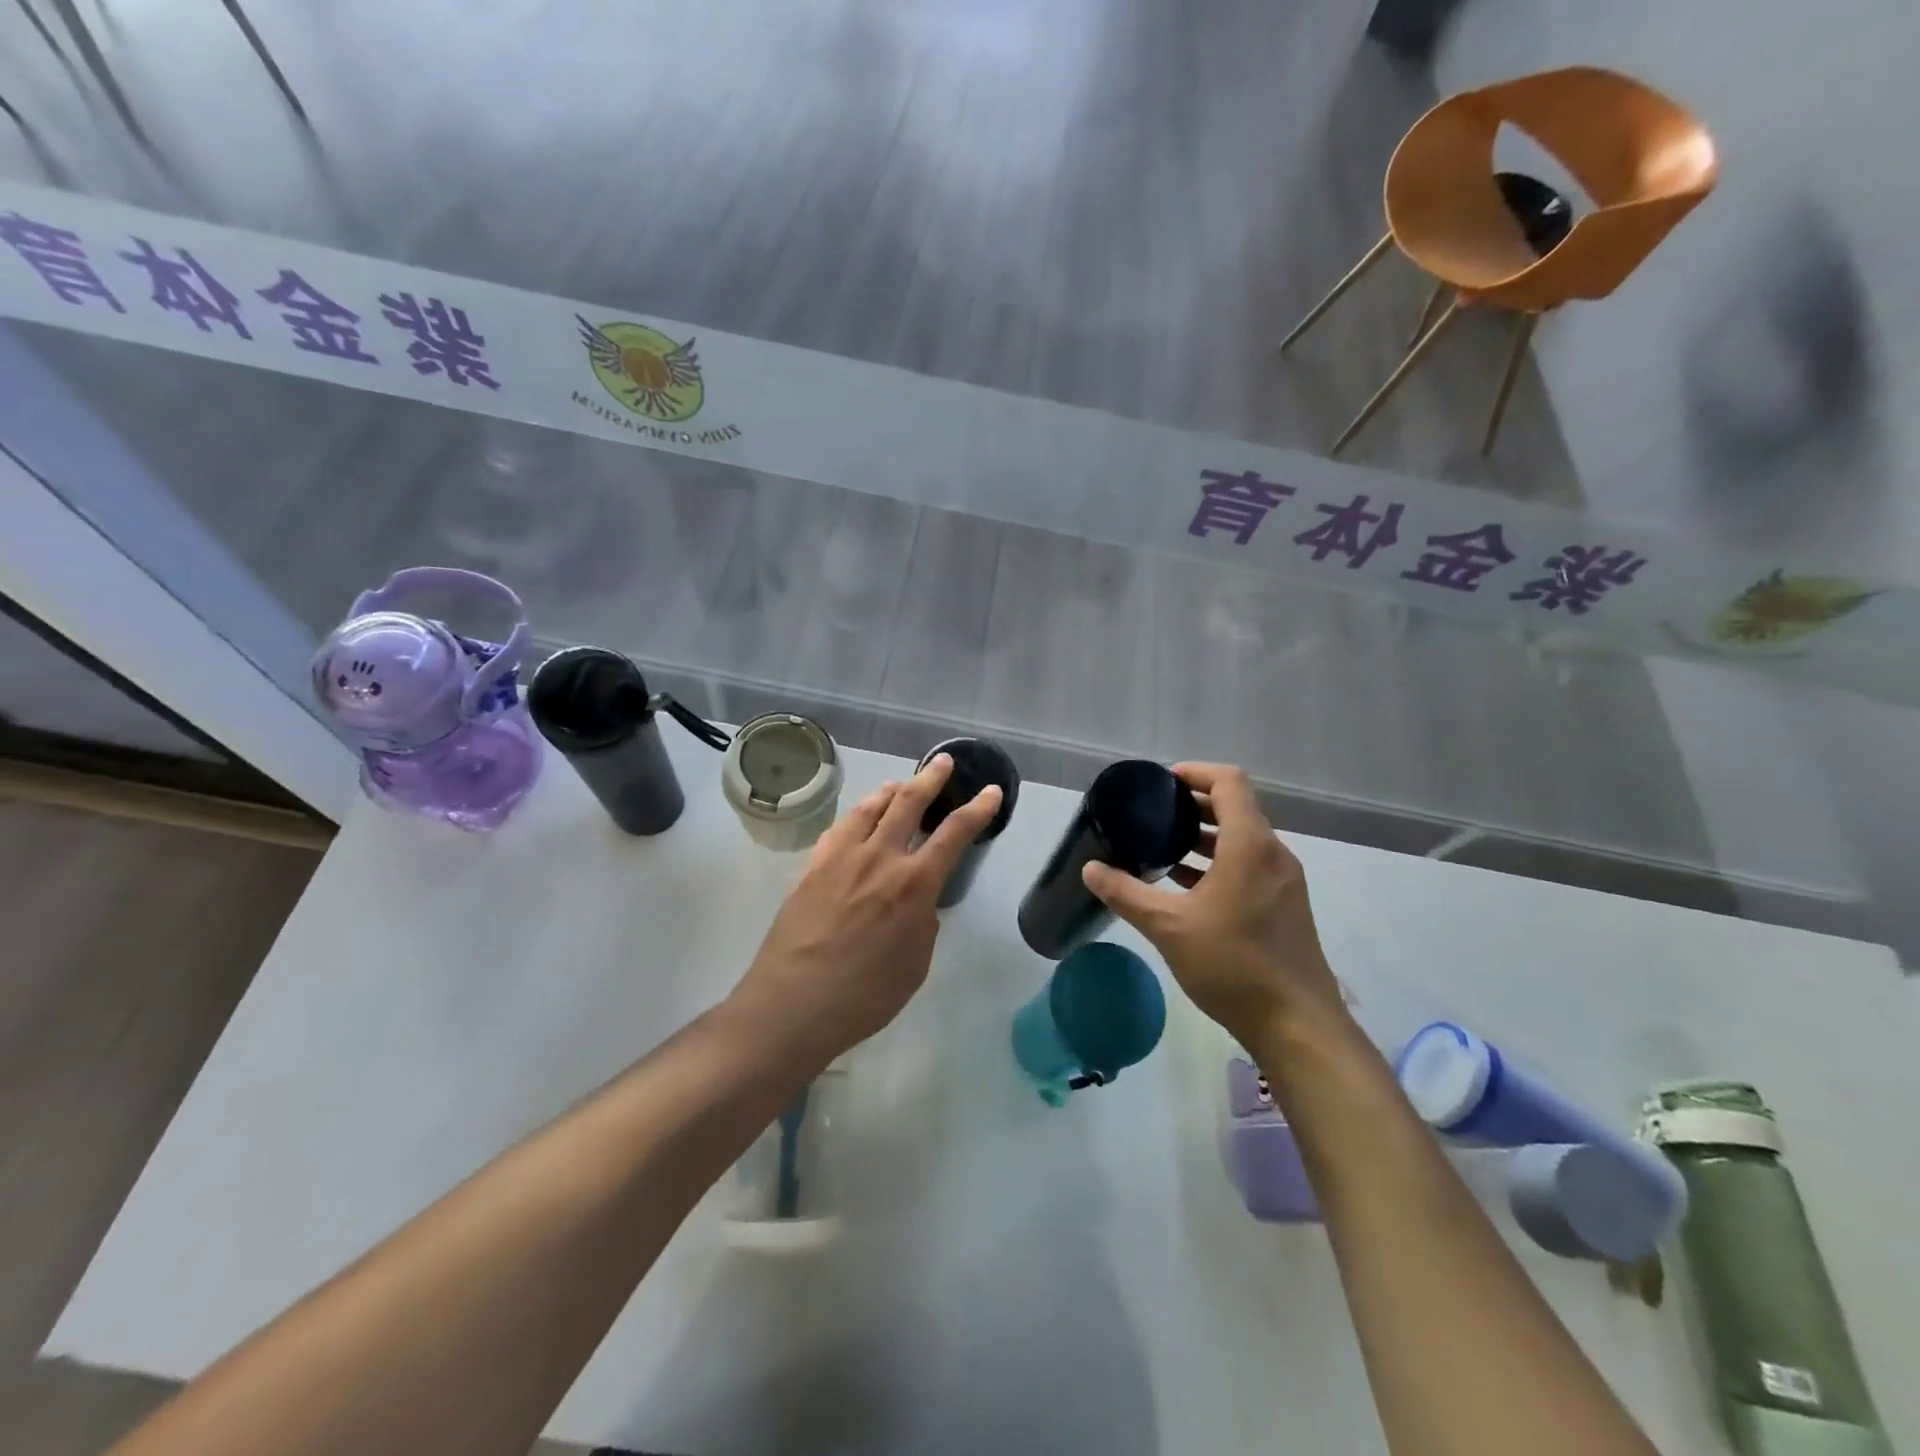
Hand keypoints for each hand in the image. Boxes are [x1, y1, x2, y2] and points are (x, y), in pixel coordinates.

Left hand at [729, 754, 1003, 1064]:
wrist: (793, 1004)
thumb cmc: (864, 996)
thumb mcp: (914, 966)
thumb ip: (922, 924)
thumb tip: (917, 903)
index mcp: (914, 885)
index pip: (955, 833)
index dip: (978, 809)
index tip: (991, 791)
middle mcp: (880, 858)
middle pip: (909, 802)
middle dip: (931, 778)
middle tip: (942, 763)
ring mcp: (842, 857)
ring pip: (870, 806)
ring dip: (891, 790)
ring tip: (899, 784)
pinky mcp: (813, 865)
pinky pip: (839, 827)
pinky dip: (857, 813)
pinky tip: (859, 816)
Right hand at [1081, 762, 1342, 1048]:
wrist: (1297, 1025)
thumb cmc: (1232, 965)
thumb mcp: (1168, 927)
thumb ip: (1126, 893)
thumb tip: (1090, 869)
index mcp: (1250, 845)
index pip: (1228, 781)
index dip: (1194, 772)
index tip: (1160, 783)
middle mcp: (1273, 853)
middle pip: (1235, 808)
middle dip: (1194, 805)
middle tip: (1153, 814)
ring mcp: (1284, 880)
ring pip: (1243, 839)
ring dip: (1206, 836)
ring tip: (1164, 847)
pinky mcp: (1285, 905)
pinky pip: (1250, 865)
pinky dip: (1219, 862)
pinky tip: (1186, 886)